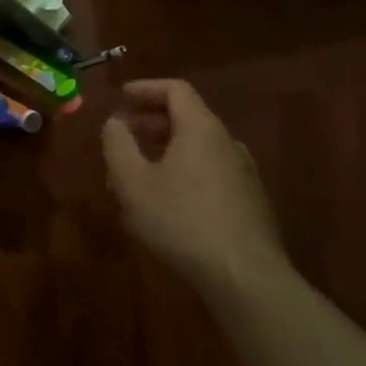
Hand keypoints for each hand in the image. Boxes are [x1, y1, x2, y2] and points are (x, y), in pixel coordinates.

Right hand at [102, 80, 288, 298]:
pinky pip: (211, 173)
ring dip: (166, 153)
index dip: (146, 89)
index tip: (122, 97)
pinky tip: (168, 205)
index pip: (175, 89)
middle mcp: (227, 142)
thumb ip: (118, 145)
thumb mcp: (133, 183)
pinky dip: (185, 173)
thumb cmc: (182, 221)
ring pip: (198, 149)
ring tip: (139, 177)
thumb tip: (114, 122)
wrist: (245, 277)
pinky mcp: (250, 203)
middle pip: (187, 118)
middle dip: (150, 123)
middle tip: (123, 139)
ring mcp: (244, 173)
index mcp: (201, 128)